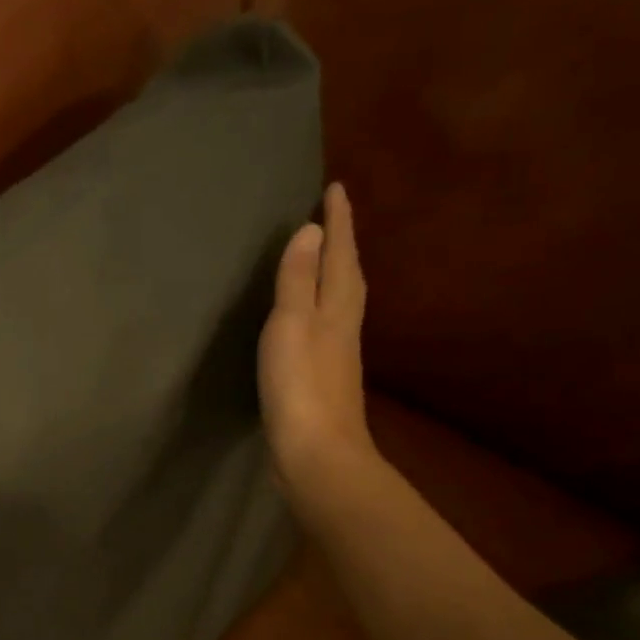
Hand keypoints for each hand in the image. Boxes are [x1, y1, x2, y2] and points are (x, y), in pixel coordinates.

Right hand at [259, 182, 378, 516]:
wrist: (317, 451)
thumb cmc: (300, 385)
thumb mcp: (292, 325)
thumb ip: (298, 279)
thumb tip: (312, 230)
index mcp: (338, 307)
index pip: (340, 253)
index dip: (339, 221)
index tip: (335, 188)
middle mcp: (345, 324)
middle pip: (348, 273)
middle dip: (342, 242)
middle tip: (332, 215)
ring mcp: (337, 352)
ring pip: (340, 298)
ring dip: (334, 271)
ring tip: (322, 255)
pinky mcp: (324, 374)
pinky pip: (327, 321)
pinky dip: (322, 302)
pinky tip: (311, 314)